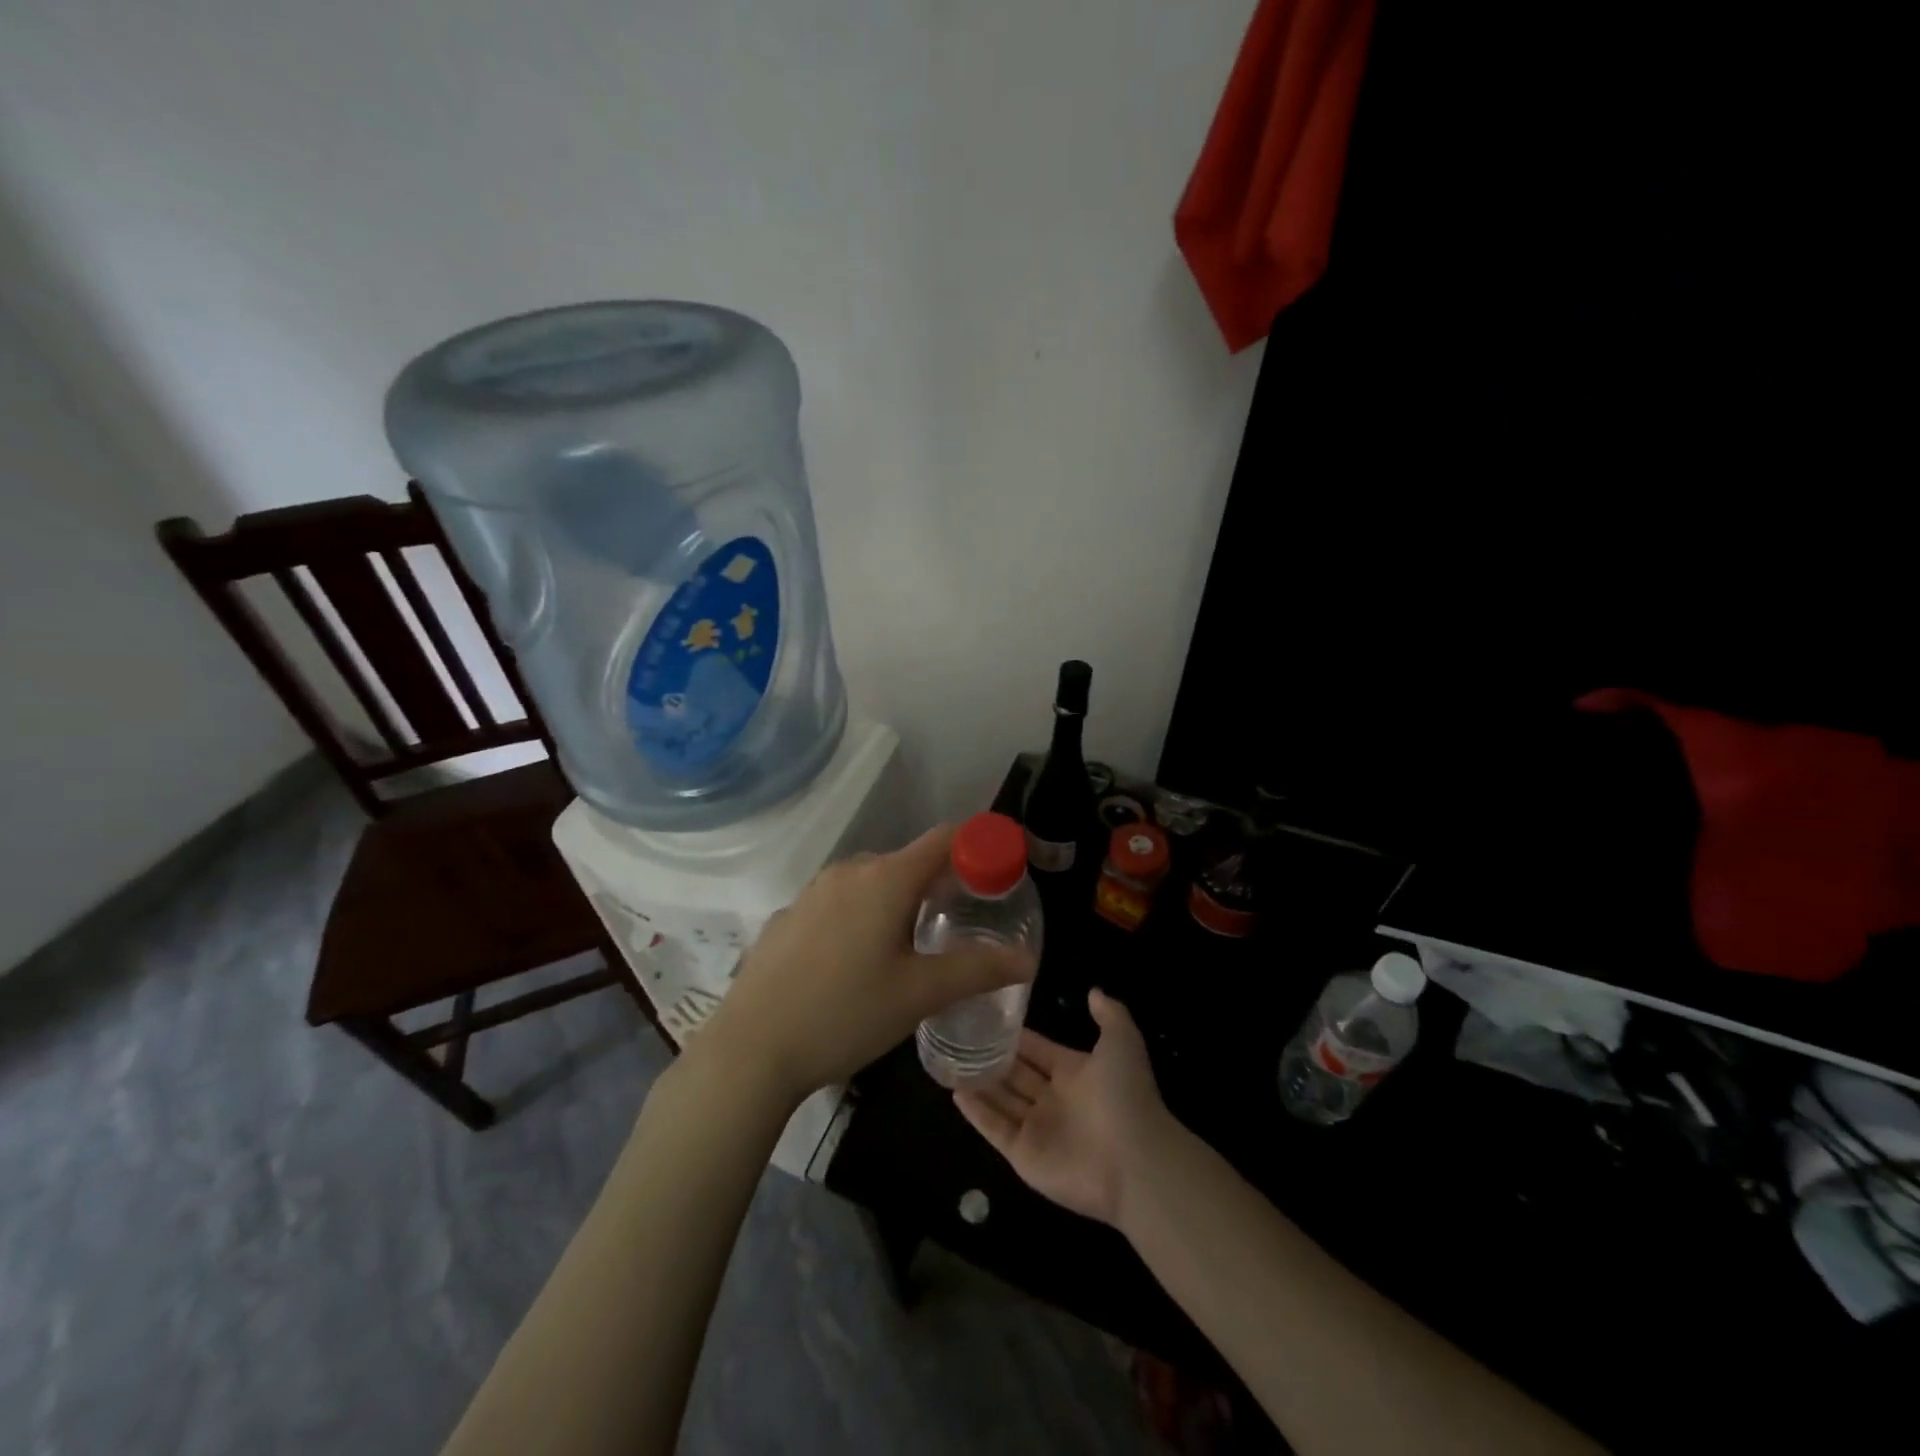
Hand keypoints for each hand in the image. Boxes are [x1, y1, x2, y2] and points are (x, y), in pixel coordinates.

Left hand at [697, 826, 1034, 1107]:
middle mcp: (849, 871)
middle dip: (938, 883)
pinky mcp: (787, 916)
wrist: (750, 1050)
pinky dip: (859, 917)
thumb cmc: (845, 1014)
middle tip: (957, 924)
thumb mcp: (920, 995)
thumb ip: (978, 970)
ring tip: (908, 948)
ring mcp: (812, 892)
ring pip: (870, 882)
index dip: (978, 846)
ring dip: (897, 901)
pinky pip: (838, 903)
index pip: (945, 838)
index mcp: (887, 878)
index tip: (998, 874)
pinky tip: (853, 965)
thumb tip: (1027, 959)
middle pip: (908, 861)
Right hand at [955, 990, 1172, 1226]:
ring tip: (949, 1060)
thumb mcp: (1123, 1043)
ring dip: (980, 1082)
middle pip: (1016, 1075)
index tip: (988, 1016)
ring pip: (1002, 1100)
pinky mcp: (1024, 1155)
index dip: (1017, 1037)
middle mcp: (1054, 1099)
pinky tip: (954, 1091)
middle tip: (960, 1036)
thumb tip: (1093, 990)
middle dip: (993, 1058)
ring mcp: (1038, 1129)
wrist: (1135, 1163)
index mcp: (1075, 1073)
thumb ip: (1109, 1014)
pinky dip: (976, 1112)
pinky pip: (995, 1128)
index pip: (1038, 1050)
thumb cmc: (1125, 1096)